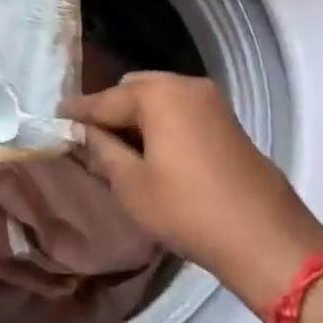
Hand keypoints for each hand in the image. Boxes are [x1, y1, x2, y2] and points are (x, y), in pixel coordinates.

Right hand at [63, 73, 322, 299]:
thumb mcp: (133, 186)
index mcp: (156, 93)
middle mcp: (183, 84)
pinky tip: (156, 152)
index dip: (78, 112)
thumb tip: (81, 131)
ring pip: (159, 98)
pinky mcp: (227, 119)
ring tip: (123, 149)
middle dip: (111, 111)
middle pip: (133, 90)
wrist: (267, 239)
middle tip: (92, 140)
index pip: (104, 100)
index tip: (55, 116)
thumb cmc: (189, 210)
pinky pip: (181, 109)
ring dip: (139, 117)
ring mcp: (209, 99)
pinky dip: (163, 123)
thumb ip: (102, 151)